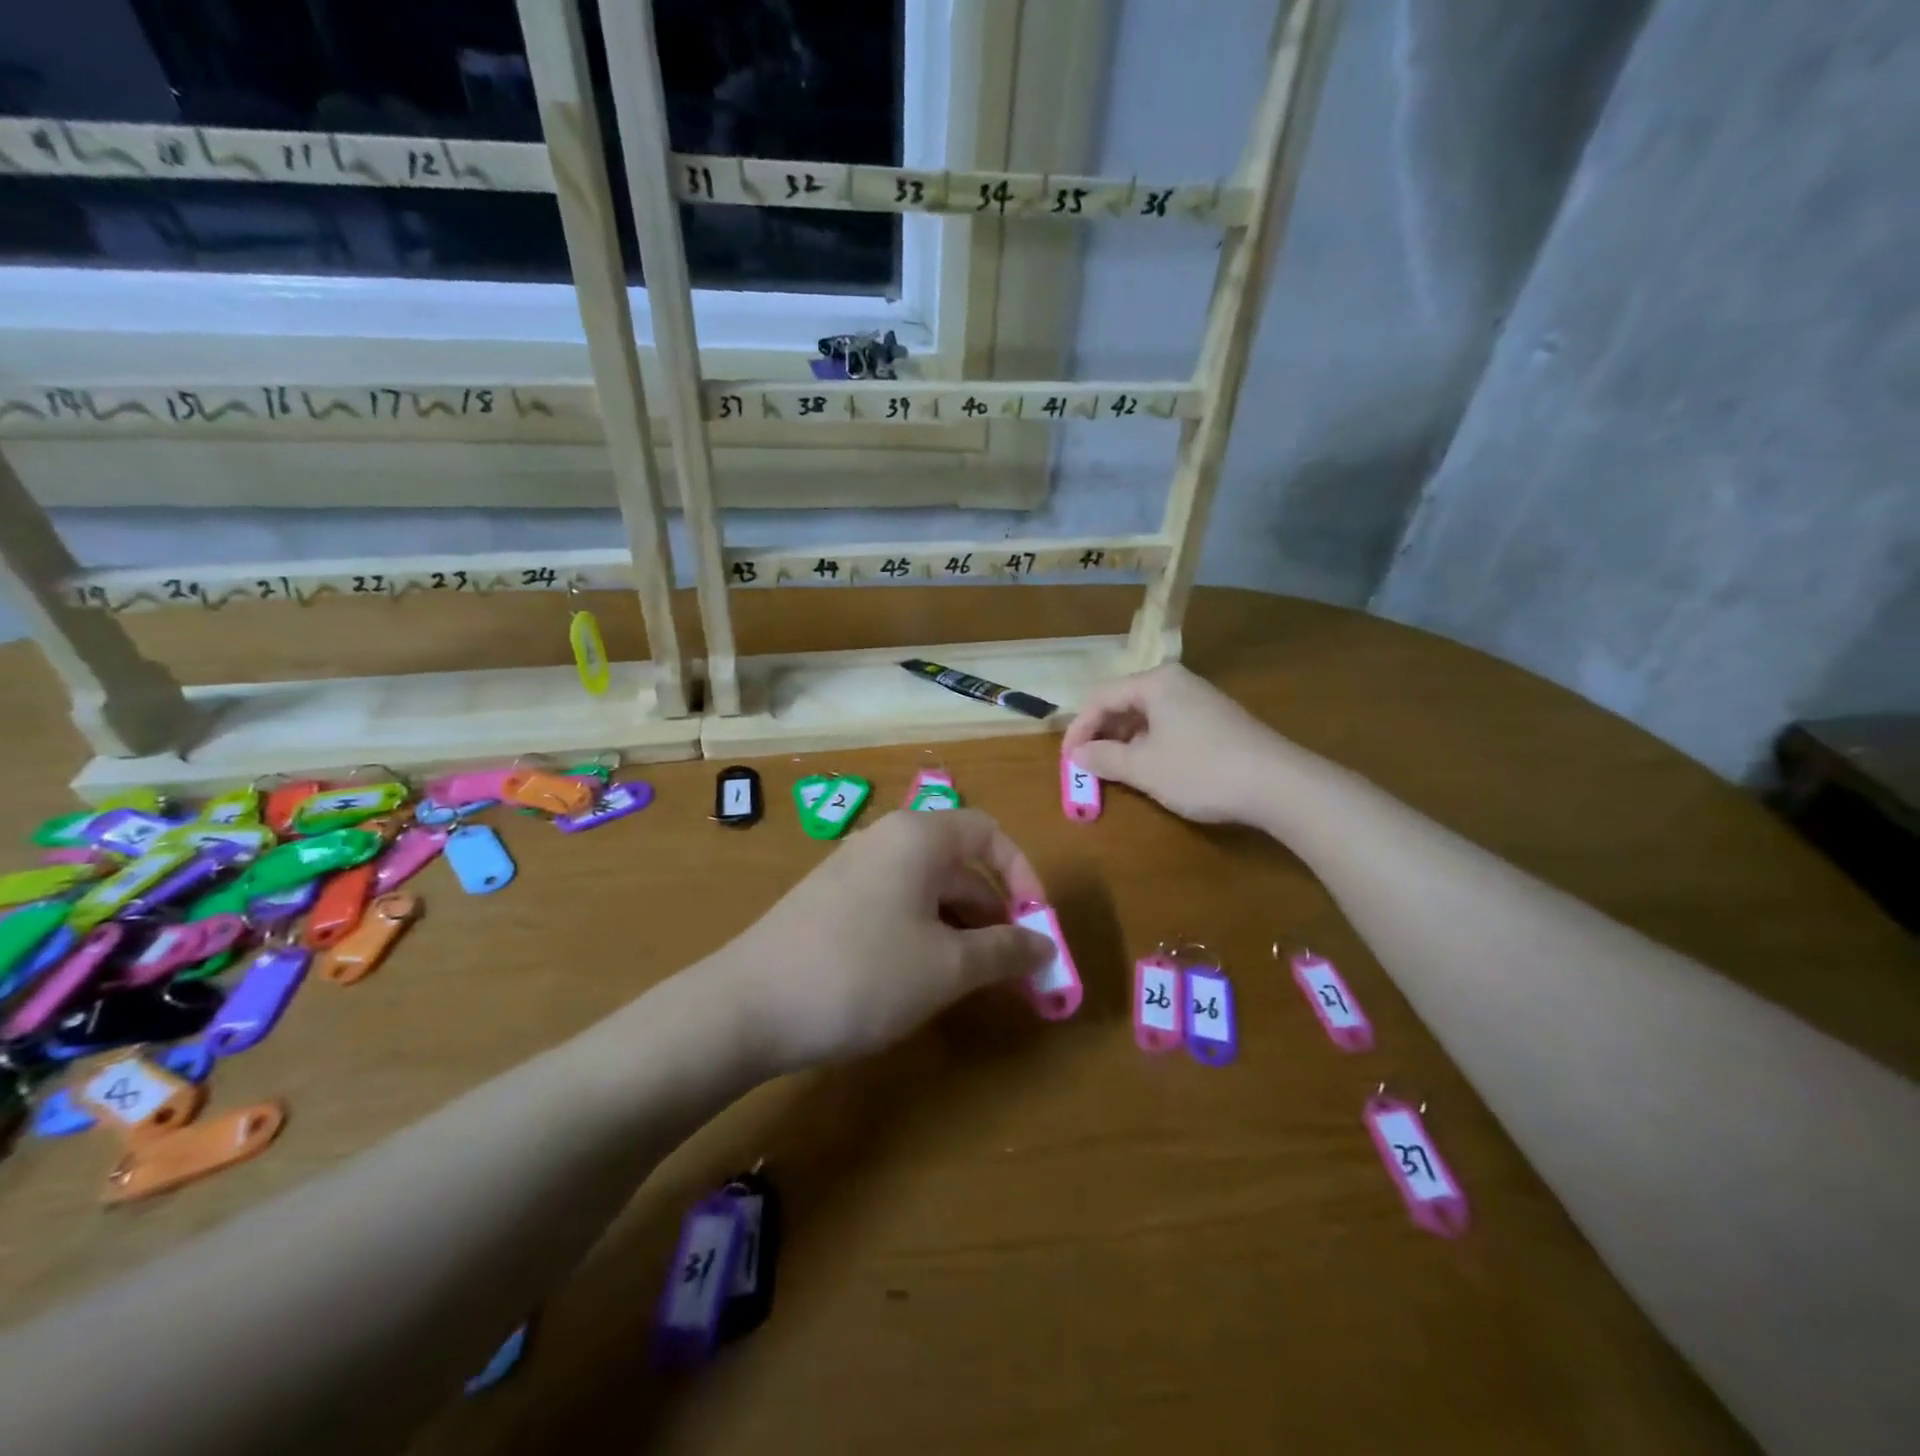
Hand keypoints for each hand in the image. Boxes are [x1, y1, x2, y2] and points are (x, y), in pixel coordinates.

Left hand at [709, 809, 1053, 1073]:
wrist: (748, 1005)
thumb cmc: (863, 973)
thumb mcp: (947, 966)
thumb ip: (1005, 951)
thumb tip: (1046, 946)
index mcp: (919, 837)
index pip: (989, 833)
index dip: (1023, 875)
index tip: (1036, 925)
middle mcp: (886, 841)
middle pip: (959, 865)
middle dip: (993, 914)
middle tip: (1013, 969)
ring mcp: (854, 870)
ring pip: (927, 890)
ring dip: (960, 930)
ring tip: (971, 982)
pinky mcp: (832, 902)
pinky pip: (896, 906)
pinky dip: (923, 935)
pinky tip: (921, 980)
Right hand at [1062, 663, 1284, 824]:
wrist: (1280, 785)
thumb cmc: (1201, 770)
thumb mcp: (1144, 769)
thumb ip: (1103, 759)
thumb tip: (1076, 756)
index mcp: (1156, 682)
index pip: (1100, 698)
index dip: (1078, 730)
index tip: (1067, 761)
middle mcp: (1177, 682)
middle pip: (1123, 703)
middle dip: (1101, 735)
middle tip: (1087, 767)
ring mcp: (1199, 700)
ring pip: (1146, 716)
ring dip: (1124, 743)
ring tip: (1113, 772)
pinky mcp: (1216, 720)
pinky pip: (1167, 726)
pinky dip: (1148, 745)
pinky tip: (1148, 769)